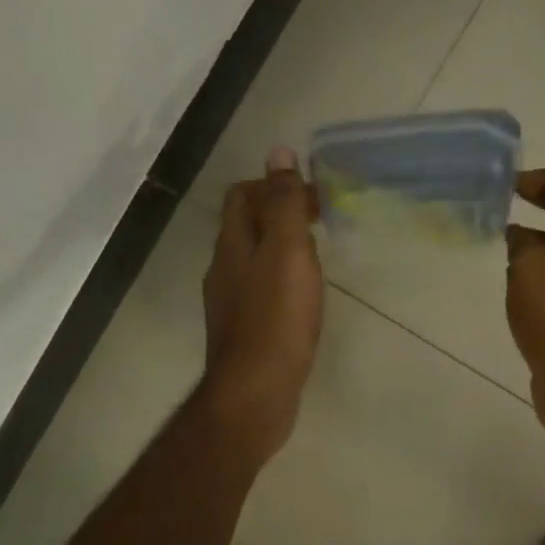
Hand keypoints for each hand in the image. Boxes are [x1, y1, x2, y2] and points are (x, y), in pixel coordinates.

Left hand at [199, 146, 324, 465]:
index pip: (242, 196)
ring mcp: (231, 304)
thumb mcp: (286, 252)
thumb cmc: (276, 319)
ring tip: (317, 257)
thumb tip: (278, 151)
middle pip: (246, 227)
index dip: (273, 186)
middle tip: (320, 222)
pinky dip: (281, 281)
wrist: (256, 393)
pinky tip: (303, 298)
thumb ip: (284, 203)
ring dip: (281, 249)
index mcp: (232, 246)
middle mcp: (224, 270)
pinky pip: (260, 291)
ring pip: (254, 260)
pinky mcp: (244, 332)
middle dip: (280, 215)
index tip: (311, 197)